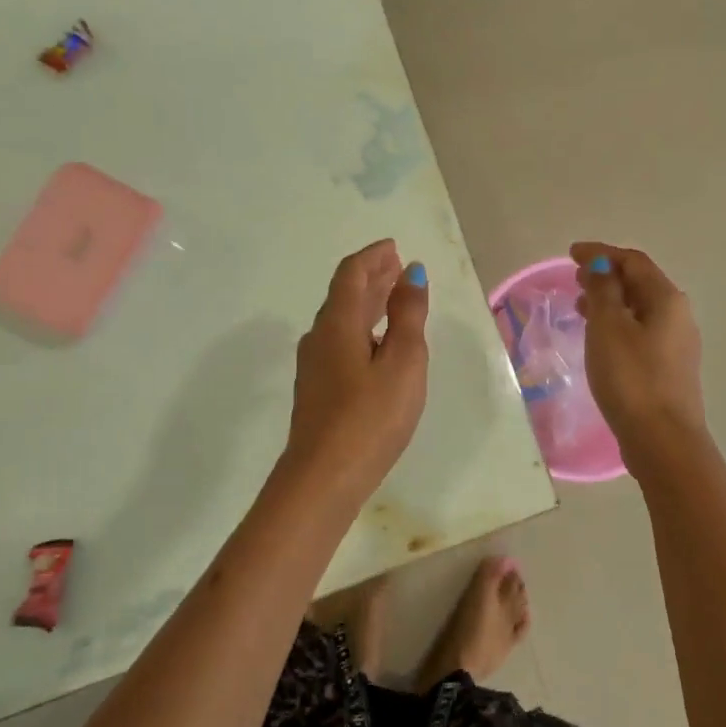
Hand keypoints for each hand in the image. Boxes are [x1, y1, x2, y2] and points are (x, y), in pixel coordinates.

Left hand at [283, 239, 429, 504]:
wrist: (323, 479)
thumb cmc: (370, 418)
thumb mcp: (403, 363)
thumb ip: (407, 316)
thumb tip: (411, 273)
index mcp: (338, 323)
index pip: (352, 274)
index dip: (373, 256)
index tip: (394, 247)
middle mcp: (320, 337)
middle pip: (344, 294)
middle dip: (372, 277)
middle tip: (398, 267)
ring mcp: (314, 365)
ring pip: (341, 319)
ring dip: (367, 302)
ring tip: (393, 298)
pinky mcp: (317, 389)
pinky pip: (340, 341)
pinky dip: (362, 327)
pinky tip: (377, 343)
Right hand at [571, 242, 705, 456]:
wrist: (661, 439)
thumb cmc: (631, 377)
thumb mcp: (608, 327)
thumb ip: (603, 290)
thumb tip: (601, 266)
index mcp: (666, 299)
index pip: (633, 261)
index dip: (602, 253)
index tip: (571, 253)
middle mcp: (678, 316)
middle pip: (640, 283)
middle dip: (607, 276)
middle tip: (575, 279)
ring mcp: (677, 344)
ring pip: (640, 309)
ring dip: (611, 301)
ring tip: (581, 307)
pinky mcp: (669, 369)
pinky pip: (640, 332)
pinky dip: (618, 324)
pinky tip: (600, 339)